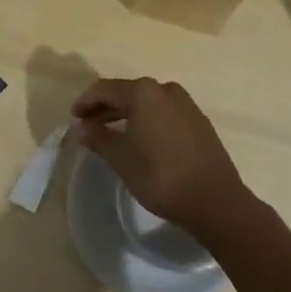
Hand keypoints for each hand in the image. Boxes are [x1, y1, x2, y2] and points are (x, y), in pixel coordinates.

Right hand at [72, 77, 254, 238]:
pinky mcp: (198, 121)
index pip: (105, 89)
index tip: (74, 117)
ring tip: (110, 132)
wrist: (217, 202)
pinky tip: (140, 138)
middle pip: (126, 92)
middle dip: (104, 107)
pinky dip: (145, 120)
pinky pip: (162, 112)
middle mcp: (165, 90)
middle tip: (88, 124)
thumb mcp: (122, 159)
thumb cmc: (162, 177)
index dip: (86, 101)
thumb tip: (84, 127)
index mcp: (144, 92)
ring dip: (125, 113)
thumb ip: (99, 138)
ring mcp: (185, 104)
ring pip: (146, 102)